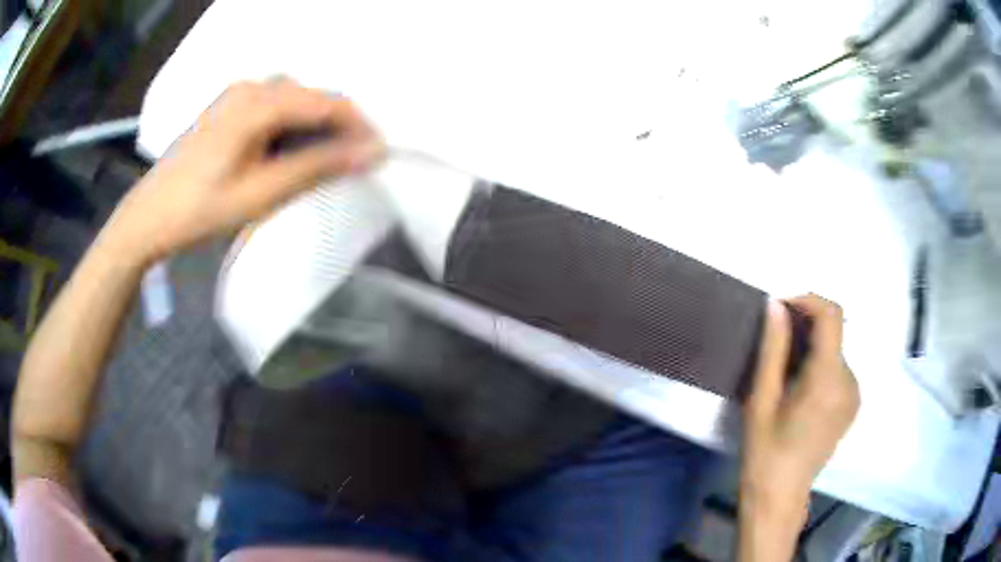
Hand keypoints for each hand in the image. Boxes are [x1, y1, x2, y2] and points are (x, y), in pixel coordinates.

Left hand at [106, 79, 384, 263]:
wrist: (149, 217)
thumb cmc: (199, 209)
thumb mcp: (261, 192)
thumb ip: (316, 167)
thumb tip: (370, 152)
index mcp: (258, 103)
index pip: (326, 103)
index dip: (358, 126)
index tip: (379, 154)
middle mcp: (251, 87)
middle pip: (311, 99)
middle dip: (337, 129)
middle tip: (351, 165)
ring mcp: (237, 95)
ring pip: (294, 103)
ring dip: (314, 130)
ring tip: (322, 164)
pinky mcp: (229, 108)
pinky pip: (273, 108)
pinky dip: (290, 129)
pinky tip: (288, 154)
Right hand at [739, 295, 859, 559]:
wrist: (780, 497)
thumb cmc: (765, 452)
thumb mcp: (761, 400)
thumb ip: (772, 349)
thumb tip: (775, 305)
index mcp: (828, 379)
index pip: (831, 315)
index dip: (807, 300)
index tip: (780, 308)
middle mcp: (850, 380)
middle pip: (833, 331)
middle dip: (804, 326)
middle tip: (774, 344)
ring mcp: (855, 393)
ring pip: (834, 349)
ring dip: (811, 347)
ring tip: (784, 373)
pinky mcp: (853, 403)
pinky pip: (837, 368)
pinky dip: (819, 364)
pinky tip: (799, 390)